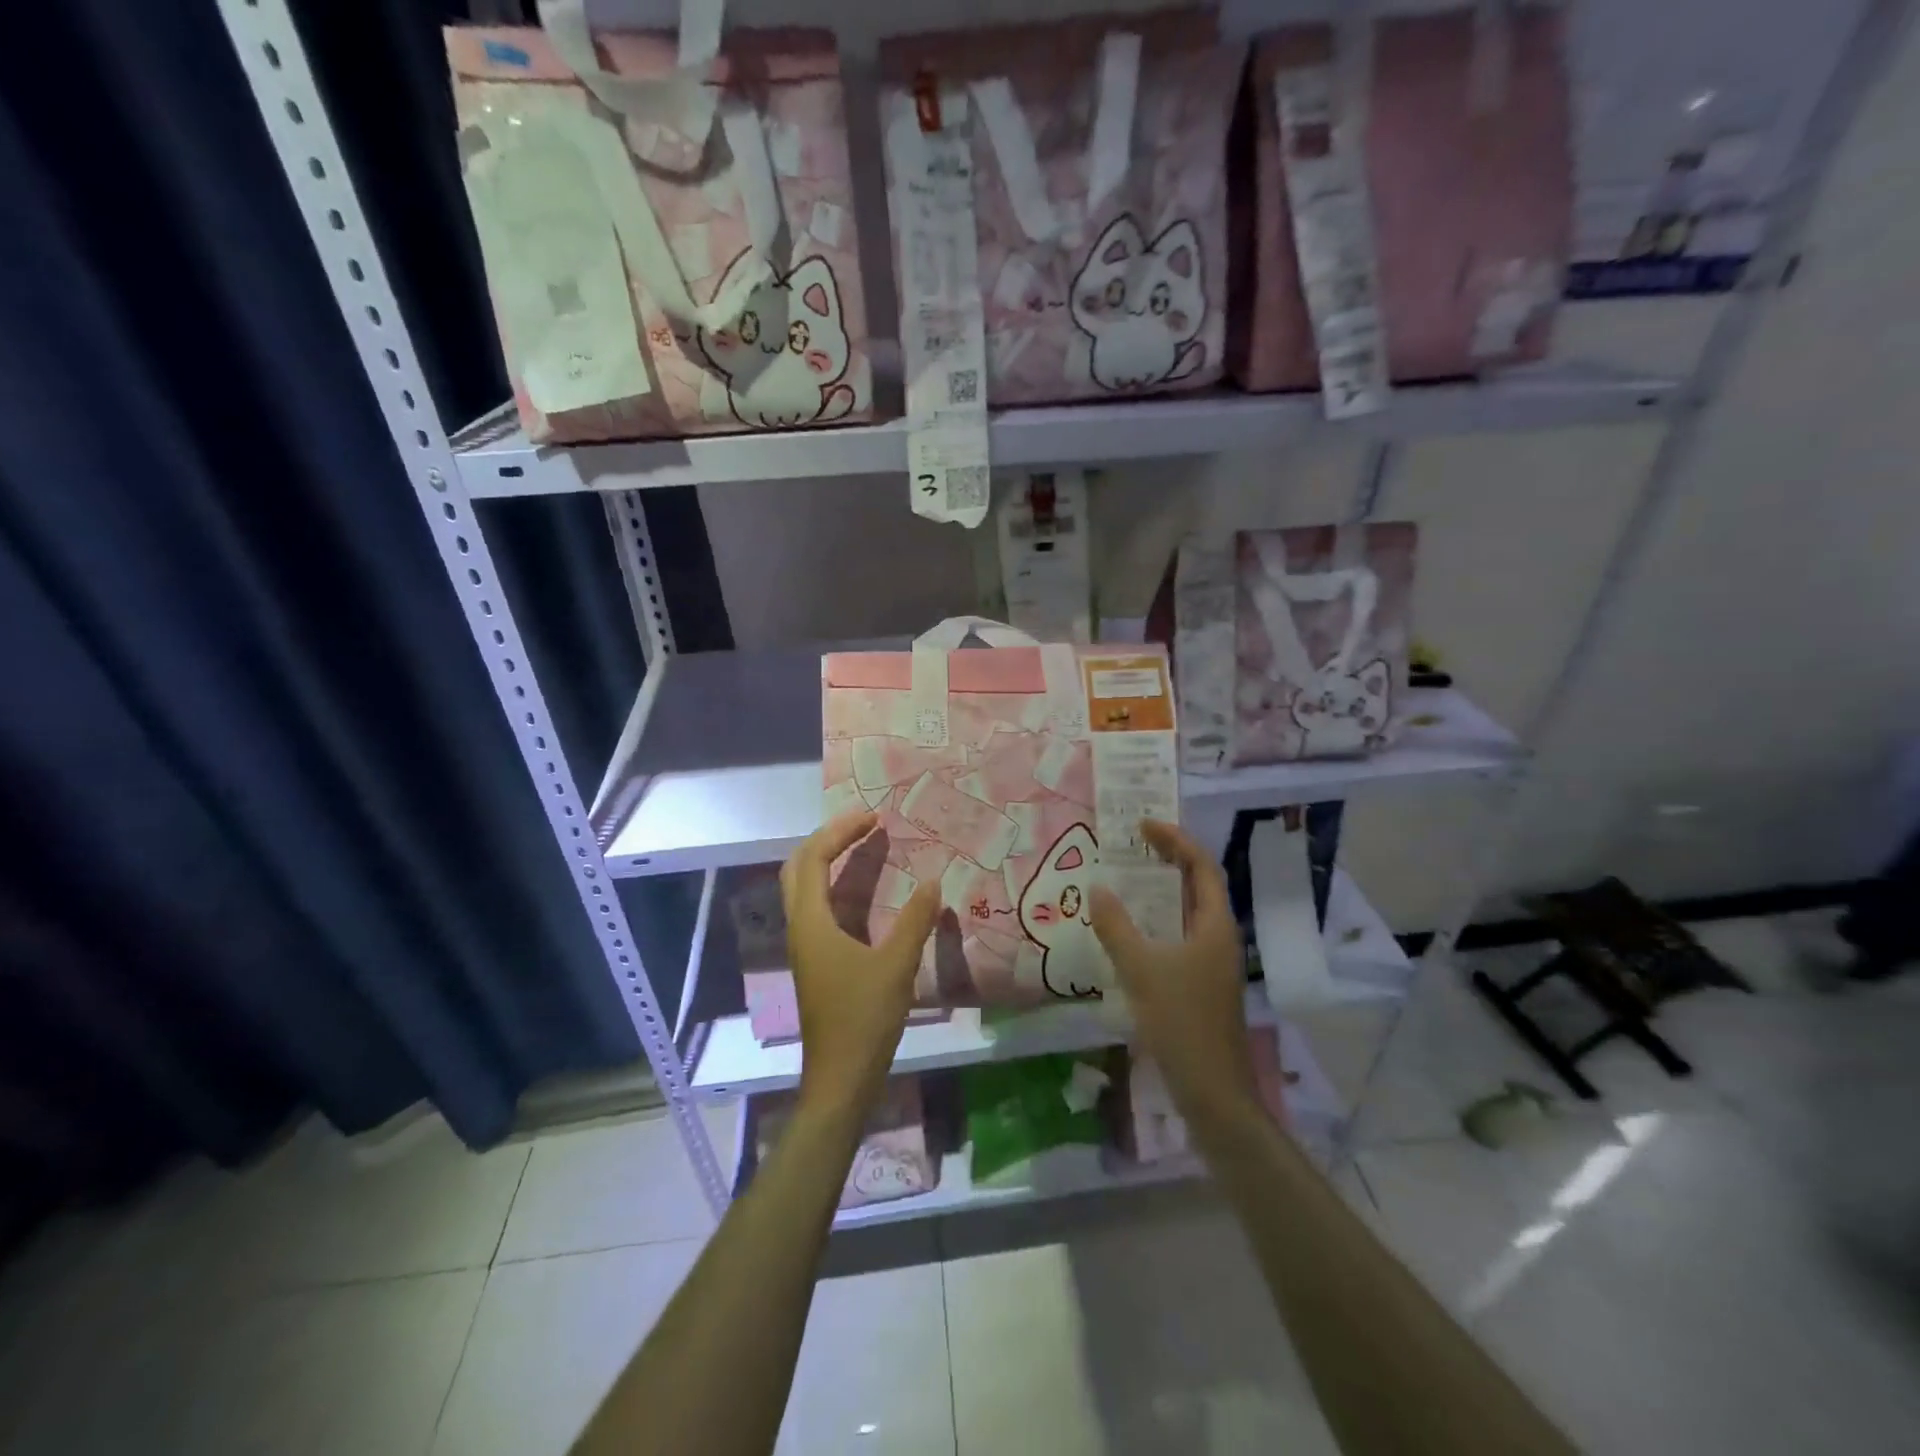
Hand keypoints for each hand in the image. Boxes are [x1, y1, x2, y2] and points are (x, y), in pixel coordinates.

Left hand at [781, 810, 941, 1117]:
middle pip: (799, 866)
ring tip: (863, 845)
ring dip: (828, 859)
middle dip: (829, 838)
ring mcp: (805, 944)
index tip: (874, 818)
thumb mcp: (896, 966)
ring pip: (804, 887)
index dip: (841, 832)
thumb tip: (933, 881)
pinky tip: (863, 890)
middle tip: (864, 825)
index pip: (814, 858)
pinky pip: (817, 906)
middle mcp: (800, 927)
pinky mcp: (815, 959)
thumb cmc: (864, 1019)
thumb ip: (915, 920)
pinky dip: (835, 885)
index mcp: (811, 923)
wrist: (841, 1077)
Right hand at [1089, 819, 1258, 1122]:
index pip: (1201, 866)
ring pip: (1189, 912)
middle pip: (1199, 884)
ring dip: (1163, 890)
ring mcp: (1214, 963)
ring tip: (1129, 877)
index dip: (1174, 840)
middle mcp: (1220, 937)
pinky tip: (1133, 931)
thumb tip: (1097, 888)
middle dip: (1169, 859)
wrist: (1213, 1093)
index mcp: (1215, 925)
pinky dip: (1159, 920)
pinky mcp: (1203, 984)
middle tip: (1134, 843)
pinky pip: (1181, 935)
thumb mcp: (1141, 970)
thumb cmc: (1181, 1023)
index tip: (1142, 825)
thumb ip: (1116, 926)